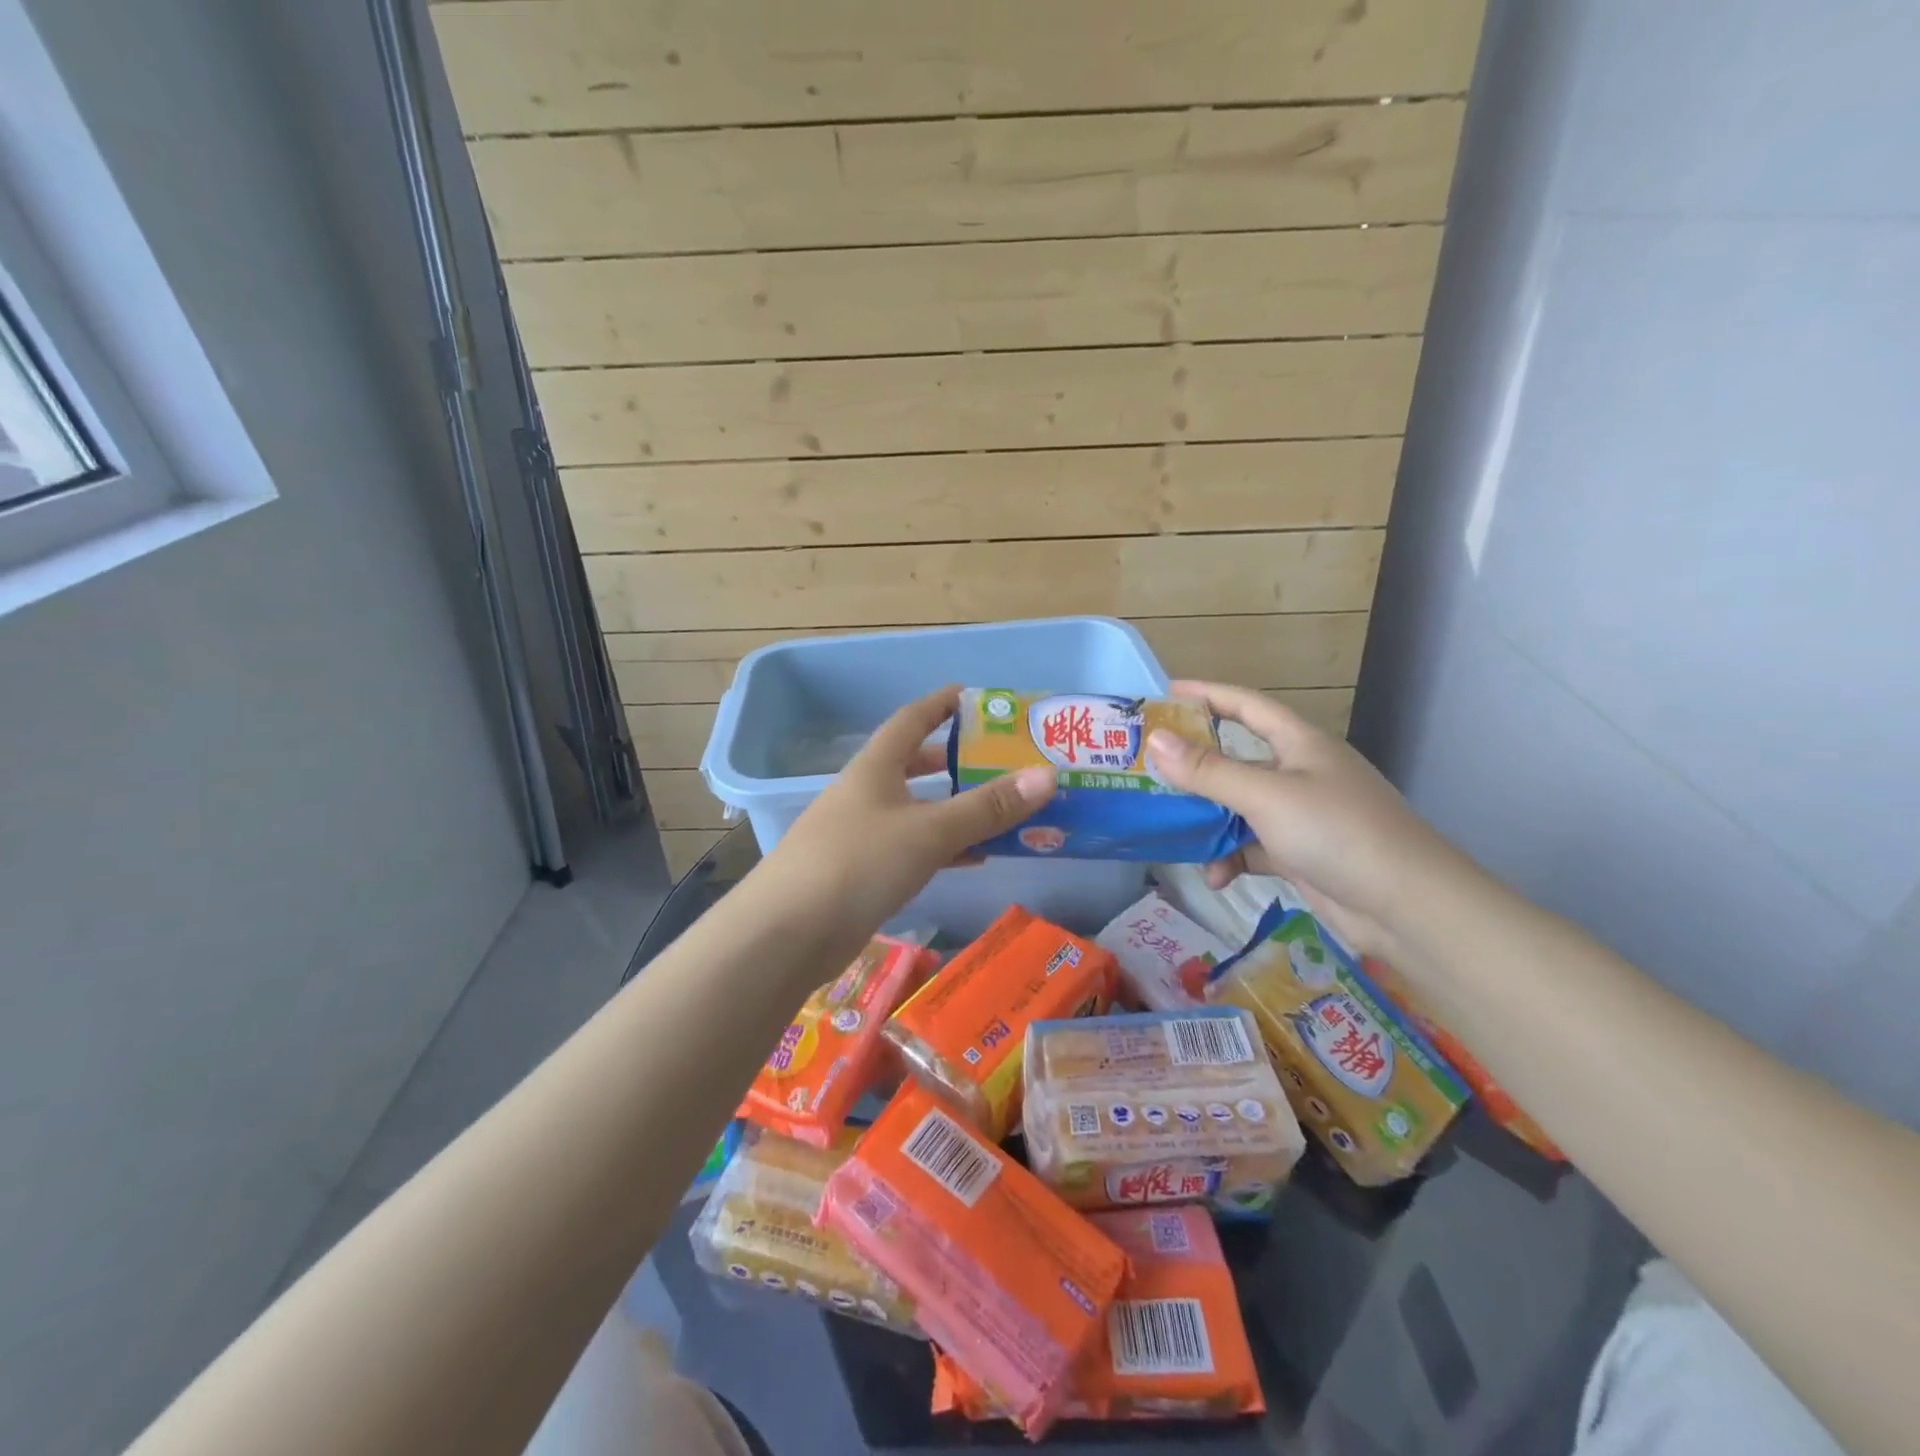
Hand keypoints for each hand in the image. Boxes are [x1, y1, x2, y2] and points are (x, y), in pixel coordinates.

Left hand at [758, 686, 1054, 942]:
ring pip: (916, 810)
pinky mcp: (860, 874)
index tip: (973, 696)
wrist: (786, 935)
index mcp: (874, 768)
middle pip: (913, 766)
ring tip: (1001, 809)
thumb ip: (986, 807)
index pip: (910, 720)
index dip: (940, 704)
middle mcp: (865, 794)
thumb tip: (1047, 775)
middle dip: (953, 760)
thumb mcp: (928, 832)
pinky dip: (943, 848)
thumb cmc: (857, 864)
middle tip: (999, 760)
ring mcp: (859, 835)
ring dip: (954, 808)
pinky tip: (973, 858)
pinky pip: (911, 849)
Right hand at [1144, 680, 1463, 959]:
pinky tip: (1216, 877)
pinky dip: (1231, 859)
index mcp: (1300, 743)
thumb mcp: (1266, 796)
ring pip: (1239, 807)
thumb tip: (1155, 741)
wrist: (1406, 907)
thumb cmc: (1337, 831)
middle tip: (1150, 770)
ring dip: (1209, 822)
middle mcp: (1300, 773)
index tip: (1165, 694)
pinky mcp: (1301, 854)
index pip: (1247, 705)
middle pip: (1237, 759)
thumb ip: (1209, 770)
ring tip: (1175, 833)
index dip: (1208, 695)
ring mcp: (1301, 815)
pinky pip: (1252, 847)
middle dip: (1196, 766)